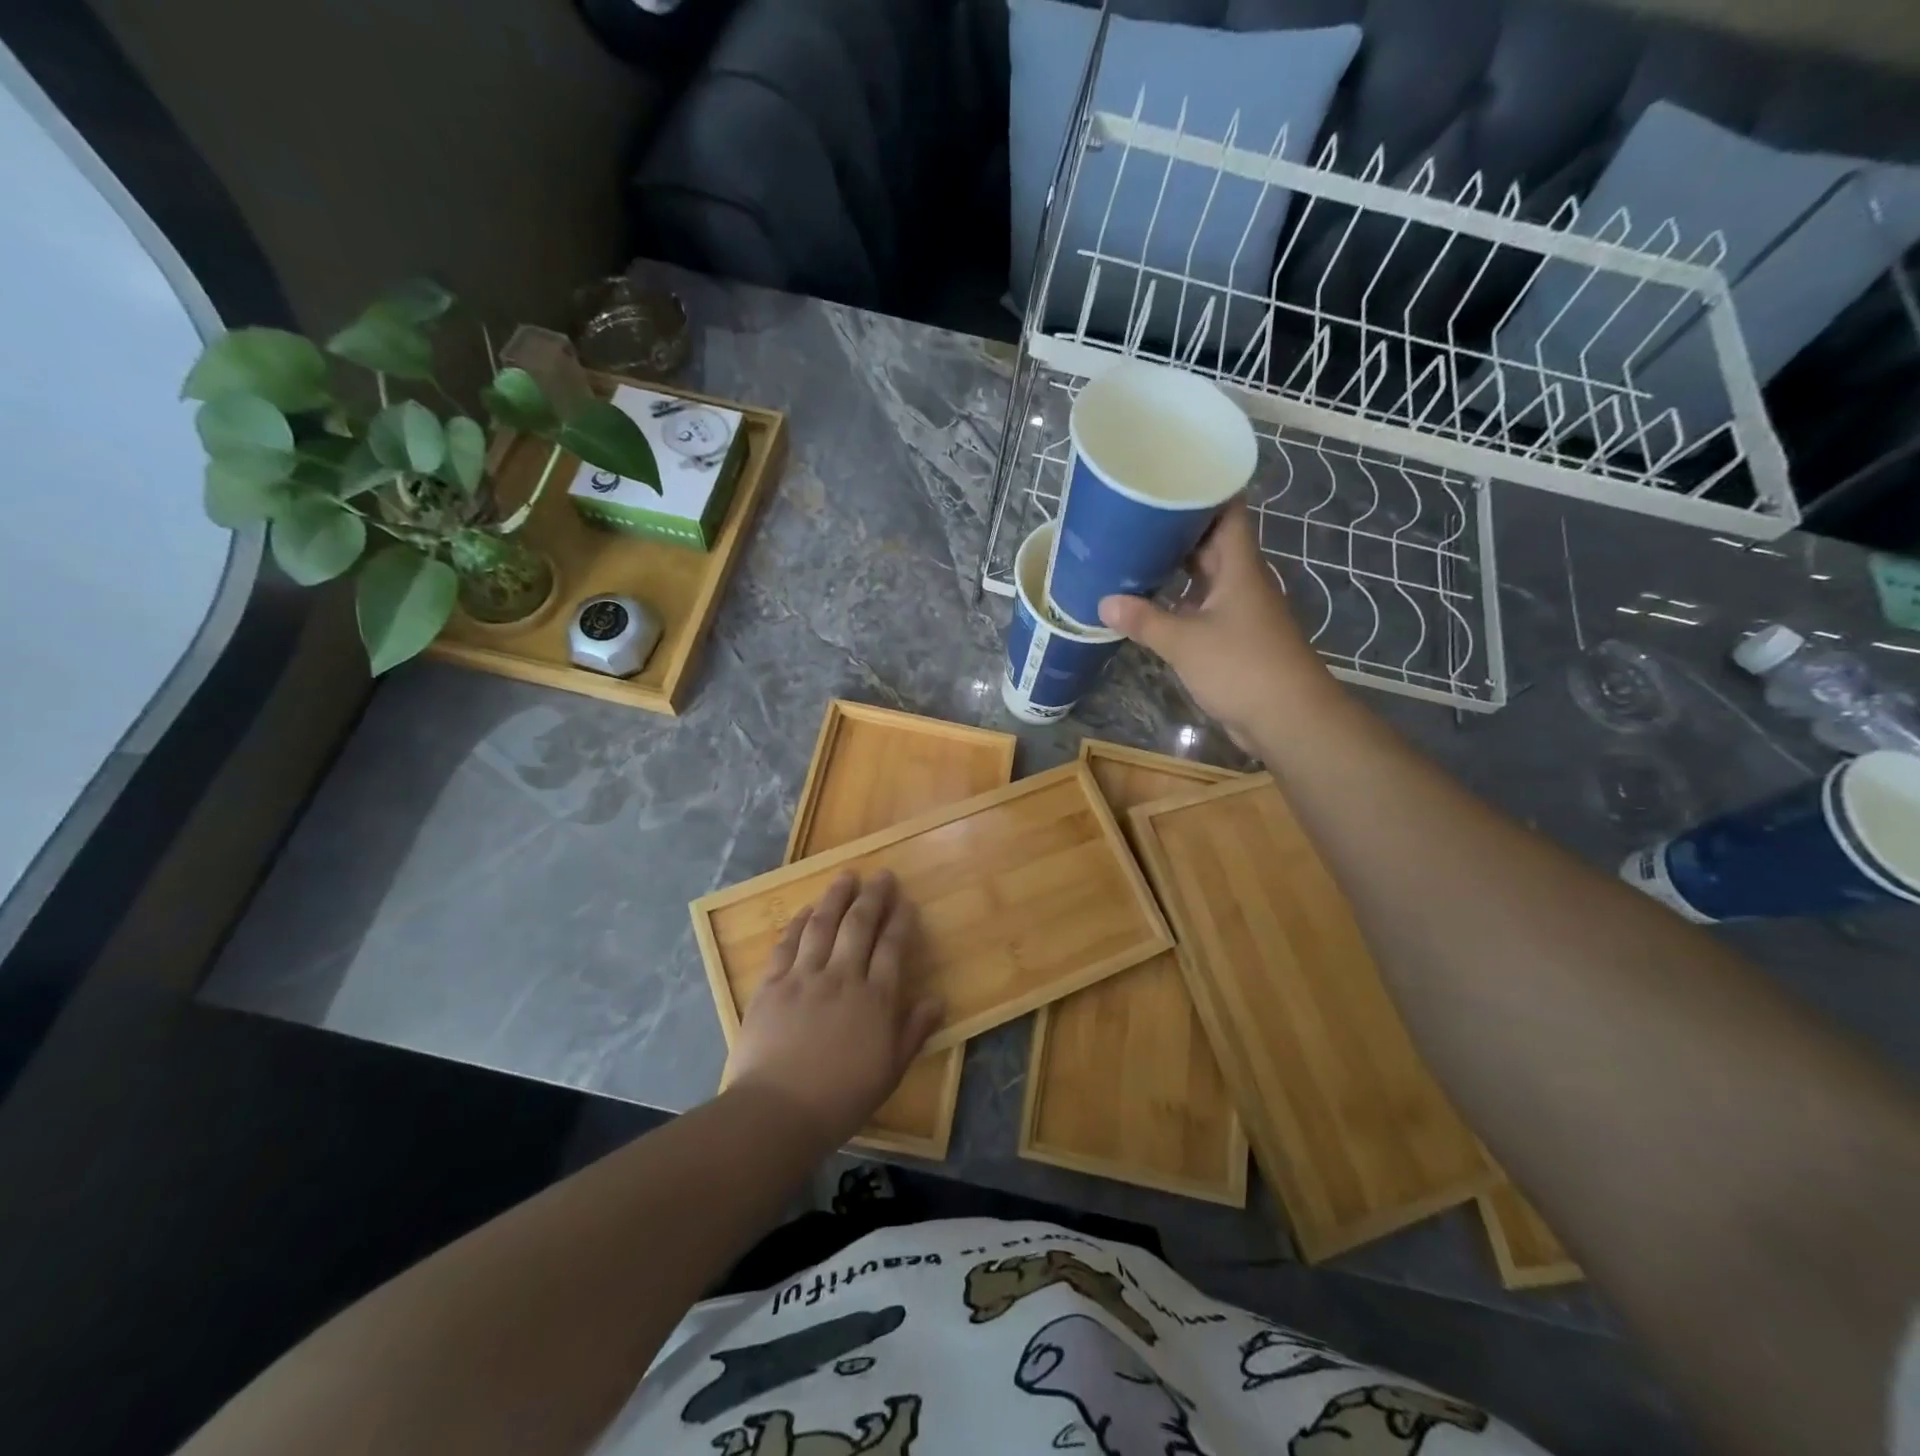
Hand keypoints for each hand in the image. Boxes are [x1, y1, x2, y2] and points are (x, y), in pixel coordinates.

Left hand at [728, 871, 943, 1148]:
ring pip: (823, 924)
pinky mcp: (772, 984)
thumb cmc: (841, 1098)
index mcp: (875, 998)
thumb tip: (937, 999)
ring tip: (846, 876)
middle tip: (881, 875)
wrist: (777, 1111)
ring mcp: (804, 977)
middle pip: (860, 925)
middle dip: (873, 896)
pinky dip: (799, 922)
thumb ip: (914, 1031)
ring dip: (836, 897)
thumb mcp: (889, 1071)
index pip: (892, 947)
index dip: (900, 920)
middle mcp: (842, 976)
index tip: (905, 900)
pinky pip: (788, 943)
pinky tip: (807, 909)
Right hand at [1098, 500, 1330, 747]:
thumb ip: (1144, 621)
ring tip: (1131, 554)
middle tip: (1133, 516)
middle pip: (1211, 542)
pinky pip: (1201, 608)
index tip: (1168, 475)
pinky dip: (1177, 603)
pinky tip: (1147, 605)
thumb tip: (1103, 602)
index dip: (1203, 488)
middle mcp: (1241, 581)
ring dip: (1174, 568)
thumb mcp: (1185, 642)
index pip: (1227, 511)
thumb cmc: (1242, 667)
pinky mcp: (1233, 638)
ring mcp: (1239, 610)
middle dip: (1176, 528)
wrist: (1287, 718)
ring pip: (1204, 577)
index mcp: (1239, 567)